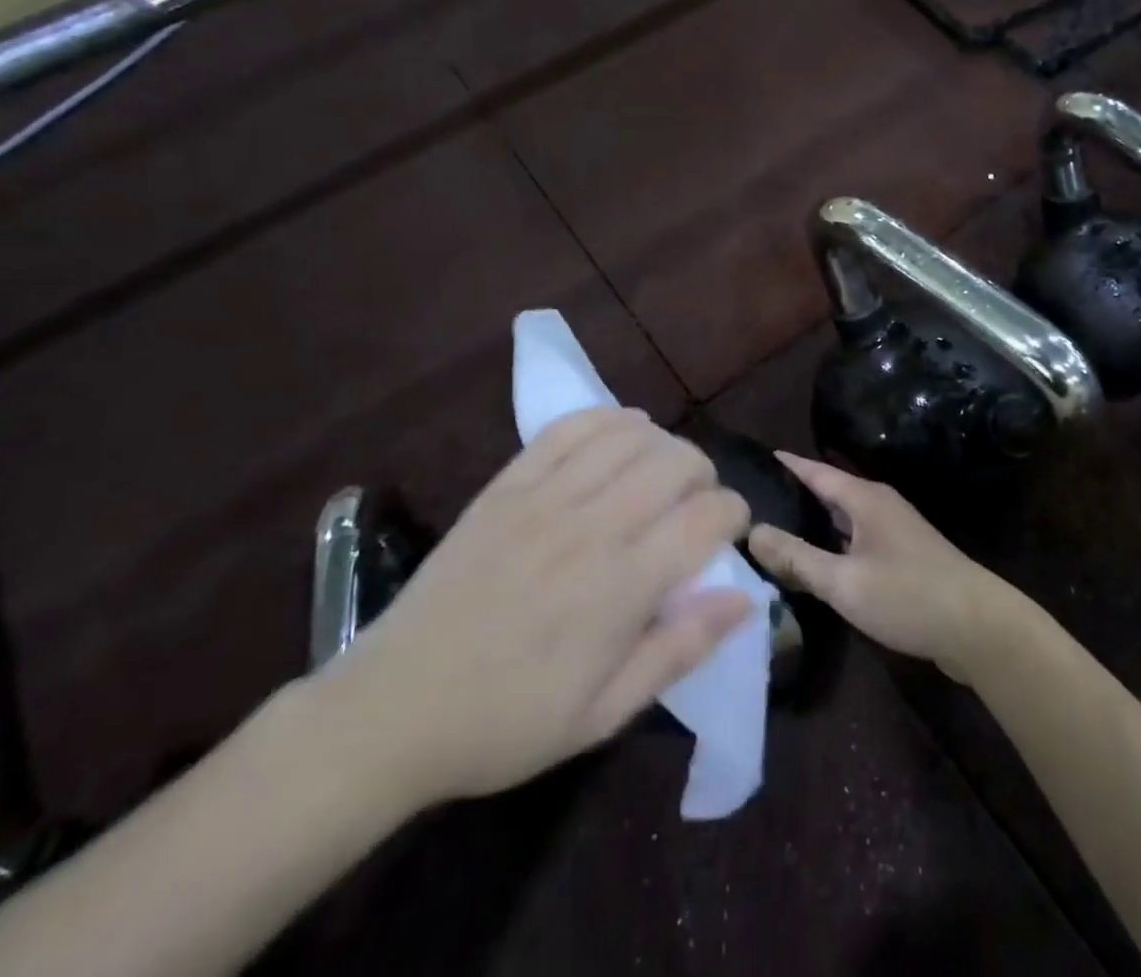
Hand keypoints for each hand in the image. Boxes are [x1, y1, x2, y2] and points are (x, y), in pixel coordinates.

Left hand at [313, 408, 752, 809]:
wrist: (394, 708)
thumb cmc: (507, 722)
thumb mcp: (604, 714)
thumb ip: (680, 650)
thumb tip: (746, 601)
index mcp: (621, 588)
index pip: (706, 518)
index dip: (733, 513)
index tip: (731, 529)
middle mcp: (591, 528)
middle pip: (675, 462)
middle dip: (703, 473)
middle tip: (697, 502)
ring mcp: (544, 498)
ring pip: (628, 436)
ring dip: (662, 443)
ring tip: (662, 469)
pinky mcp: (507, 485)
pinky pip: (568, 428)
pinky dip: (607, 419)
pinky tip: (621, 434)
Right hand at [746, 453, 1024, 683]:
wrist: (978, 628)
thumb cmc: (908, 596)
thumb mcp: (844, 581)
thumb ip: (796, 558)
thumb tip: (751, 531)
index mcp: (865, 499)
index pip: (816, 472)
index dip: (788, 464)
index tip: (758, 456)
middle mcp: (880, 507)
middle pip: (830, 493)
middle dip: (796, 494)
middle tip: (755, 500)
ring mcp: (895, 532)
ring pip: (844, 519)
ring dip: (815, 522)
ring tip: (776, 529)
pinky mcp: (904, 558)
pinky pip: (857, 541)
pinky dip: (833, 545)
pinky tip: (816, 564)